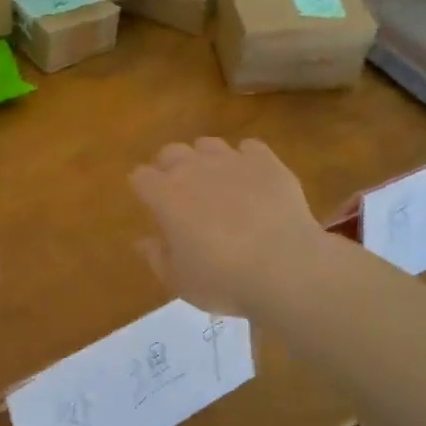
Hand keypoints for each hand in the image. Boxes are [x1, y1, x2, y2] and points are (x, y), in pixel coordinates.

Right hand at [129, 138, 328, 318]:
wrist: (285, 267)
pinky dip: (246, 160)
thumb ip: (156, 257)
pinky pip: (249, 147)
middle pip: (171, 152)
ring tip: (218, 184)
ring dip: (206, 160)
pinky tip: (253, 180)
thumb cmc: (223, 280)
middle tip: (182, 195)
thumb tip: (143, 241)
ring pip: (208, 144)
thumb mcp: (179, 281)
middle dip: (171, 168)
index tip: (152, 205)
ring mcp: (232, 160)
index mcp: (165, 196)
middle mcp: (194, 169)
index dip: (144, 189)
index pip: (140, 176)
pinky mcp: (266, 161)